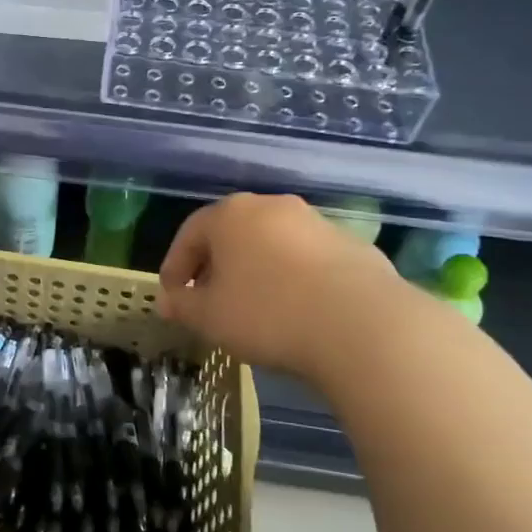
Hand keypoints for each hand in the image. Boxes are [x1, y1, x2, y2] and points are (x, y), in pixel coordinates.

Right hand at [157, 194, 419, 398]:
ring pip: (272, 243)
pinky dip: (294, 278)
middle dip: (216, 265)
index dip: (175, 265)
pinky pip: (308, 259)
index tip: (172, 294)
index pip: (190, 233)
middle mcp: (272, 206)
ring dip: (257, 269)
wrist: (363, 325)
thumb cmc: (268, 314)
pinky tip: (298, 310)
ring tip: (254, 307)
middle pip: (232, 233)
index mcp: (231, 215)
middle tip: (208, 298)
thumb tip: (169, 301)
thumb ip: (183, 306)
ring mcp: (316, 223)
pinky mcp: (352, 245)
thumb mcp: (211, 317)